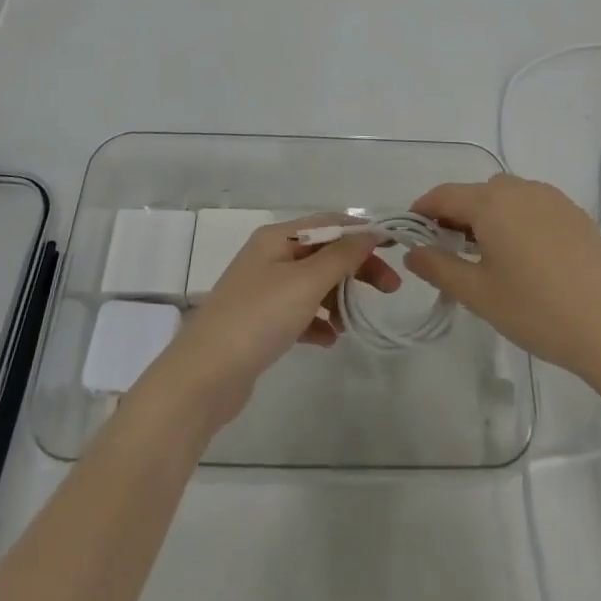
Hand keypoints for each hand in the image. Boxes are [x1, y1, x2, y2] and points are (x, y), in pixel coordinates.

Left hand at [142, 216, 401, 430]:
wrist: (204, 377)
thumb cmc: (258, 318)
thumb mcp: (305, 282)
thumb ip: (342, 256)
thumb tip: (371, 231)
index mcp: (276, 238)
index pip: (329, 223)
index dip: (363, 232)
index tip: (396, 249)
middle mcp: (269, 257)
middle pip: (323, 254)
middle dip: (356, 268)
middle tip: (390, 289)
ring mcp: (263, 291)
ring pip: (313, 285)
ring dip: (338, 298)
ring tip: (355, 323)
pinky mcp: (260, 324)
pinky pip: (300, 313)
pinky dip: (318, 321)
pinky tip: (330, 339)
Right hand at [404, 174, 600, 380]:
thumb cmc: (534, 309)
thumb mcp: (477, 294)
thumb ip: (438, 267)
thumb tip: (413, 252)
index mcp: (491, 202)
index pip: (444, 195)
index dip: (423, 209)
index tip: (411, 231)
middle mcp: (520, 189)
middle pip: (476, 192)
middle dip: (456, 214)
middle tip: (448, 249)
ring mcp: (551, 198)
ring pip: (506, 196)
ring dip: (488, 215)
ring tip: (487, 253)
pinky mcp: (574, 213)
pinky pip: (533, 205)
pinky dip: (517, 219)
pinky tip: (525, 255)